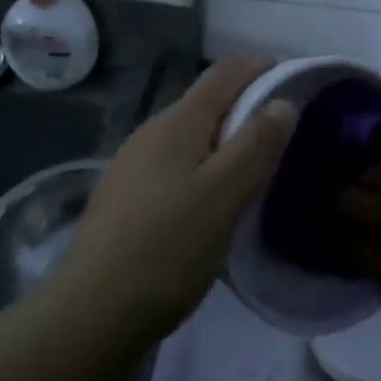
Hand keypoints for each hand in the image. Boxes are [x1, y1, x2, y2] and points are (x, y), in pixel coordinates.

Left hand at [62, 57, 295, 345]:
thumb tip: (281, 100)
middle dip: (244, 104)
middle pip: (205, 101)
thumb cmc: (167, 248)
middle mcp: (151, 131)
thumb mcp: (224, 194)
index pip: (223, 72)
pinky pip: (173, 163)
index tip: (290, 77)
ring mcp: (131, 163)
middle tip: (281, 130)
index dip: (258, 67)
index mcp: (178, 122)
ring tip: (252, 166)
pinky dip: (201, 165)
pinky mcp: (123, 196)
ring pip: (189, 135)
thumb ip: (256, 144)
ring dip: (222, 138)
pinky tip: (209, 199)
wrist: (89, 314)